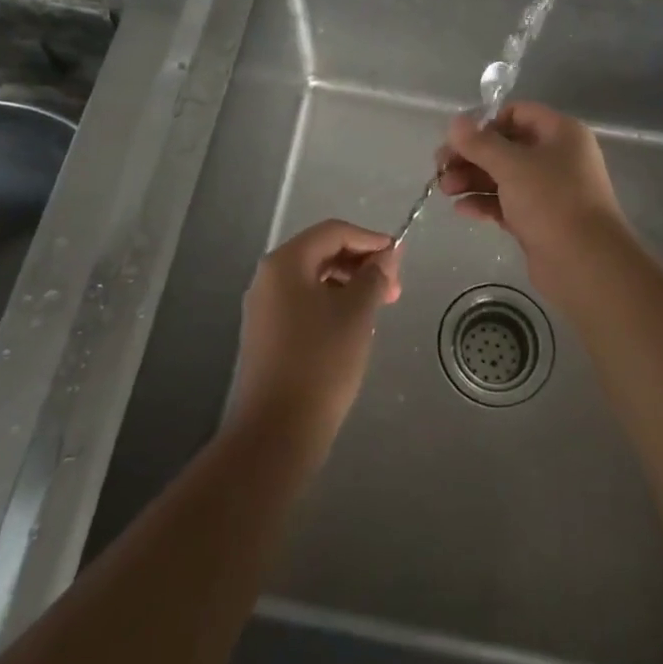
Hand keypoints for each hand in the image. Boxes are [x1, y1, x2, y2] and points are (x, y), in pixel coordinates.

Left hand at [230, 219, 400, 455]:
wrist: (277, 431)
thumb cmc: (321, 362)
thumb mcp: (357, 313)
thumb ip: (374, 276)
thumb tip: (386, 255)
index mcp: (285, 263)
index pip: (333, 232)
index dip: (369, 239)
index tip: (398, 258)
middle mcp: (268, 278)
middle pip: (320, 253)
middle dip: (360, 264)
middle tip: (393, 288)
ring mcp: (263, 308)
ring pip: (312, 280)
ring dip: (348, 285)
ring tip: (377, 309)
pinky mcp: (265, 335)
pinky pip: (302, 304)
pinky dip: (330, 305)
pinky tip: (352, 328)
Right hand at [435, 102, 629, 259]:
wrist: (586, 264)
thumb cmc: (551, 201)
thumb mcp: (511, 166)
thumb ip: (480, 143)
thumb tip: (455, 123)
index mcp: (561, 133)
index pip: (518, 114)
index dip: (486, 123)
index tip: (458, 139)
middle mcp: (557, 157)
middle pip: (506, 146)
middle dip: (472, 155)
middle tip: (440, 167)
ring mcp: (549, 191)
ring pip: (504, 176)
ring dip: (473, 179)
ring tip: (444, 189)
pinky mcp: (540, 220)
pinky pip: (507, 203)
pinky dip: (484, 203)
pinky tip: (461, 209)